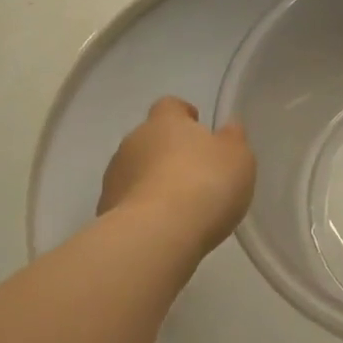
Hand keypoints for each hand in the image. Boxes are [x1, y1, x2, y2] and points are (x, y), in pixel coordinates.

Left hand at [99, 97, 256, 259]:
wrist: (155, 236)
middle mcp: (133, 142)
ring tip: (179, 207)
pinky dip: (143, 211)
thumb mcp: (237, 158)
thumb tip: (227, 130)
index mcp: (165, 122)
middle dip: (168, 153)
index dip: (184, 115)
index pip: (170, 106)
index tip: (199, 129)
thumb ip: (232, 139)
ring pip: (136, 172)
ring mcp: (114, 179)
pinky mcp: (104, 213)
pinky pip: (128, 204)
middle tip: (195, 174)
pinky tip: (163, 229)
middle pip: (150, 139)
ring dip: (153, 182)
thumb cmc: (204, 184)